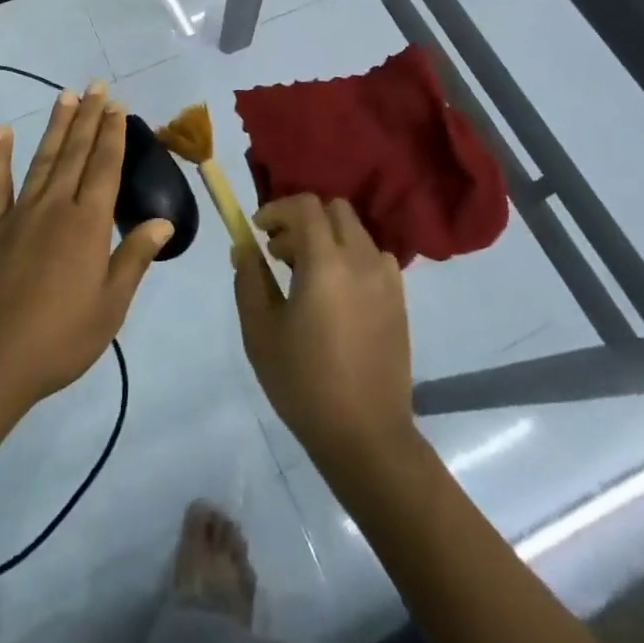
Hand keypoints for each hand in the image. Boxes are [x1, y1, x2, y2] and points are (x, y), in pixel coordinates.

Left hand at [0, 83, 172, 411]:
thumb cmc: (59, 338)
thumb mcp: (110, 306)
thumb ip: (135, 258)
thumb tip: (164, 221)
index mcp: (89, 224)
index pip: (106, 167)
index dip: (113, 134)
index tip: (118, 106)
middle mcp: (56, 206)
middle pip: (77, 153)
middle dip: (89, 118)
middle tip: (96, 86)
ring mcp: (19, 213)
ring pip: (43, 158)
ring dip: (56, 126)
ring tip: (66, 96)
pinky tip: (3, 131)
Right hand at [234, 195, 417, 468]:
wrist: (366, 436)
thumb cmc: (304, 383)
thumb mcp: (260, 331)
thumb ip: (249, 280)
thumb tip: (244, 247)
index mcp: (326, 262)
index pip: (305, 206)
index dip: (277, 209)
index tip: (258, 230)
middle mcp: (360, 259)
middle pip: (334, 210)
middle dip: (303, 219)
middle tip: (280, 251)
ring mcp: (386, 278)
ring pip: (355, 231)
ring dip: (328, 237)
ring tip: (307, 274)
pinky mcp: (399, 299)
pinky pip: (373, 257)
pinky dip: (351, 257)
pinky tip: (337, 293)